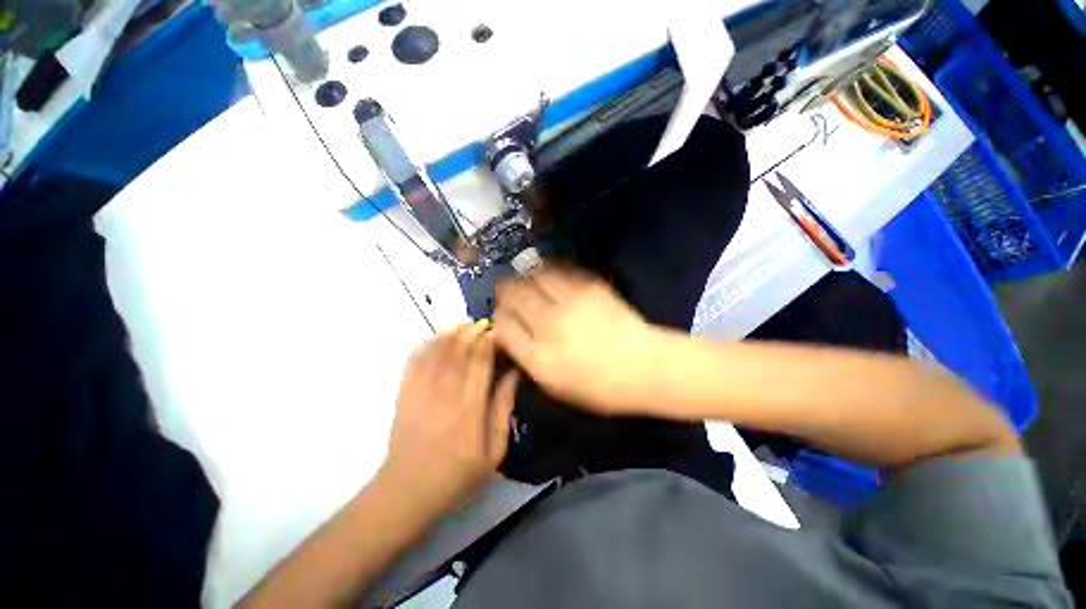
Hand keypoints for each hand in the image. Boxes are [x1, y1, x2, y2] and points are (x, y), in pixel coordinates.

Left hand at [383, 322, 518, 514]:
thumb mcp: (494, 451)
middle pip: (460, 349)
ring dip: (452, 332)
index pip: (482, 360)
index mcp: (471, 406)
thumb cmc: (457, 475)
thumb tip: (514, 375)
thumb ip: (503, 409)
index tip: (498, 331)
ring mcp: (421, 390)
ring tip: (464, 323)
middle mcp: (446, 392)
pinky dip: (425, 344)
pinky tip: (435, 337)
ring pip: (438, 349)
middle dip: (473, 331)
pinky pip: (414, 359)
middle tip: (484, 323)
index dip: (490, 340)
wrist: (407, 492)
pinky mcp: (404, 393)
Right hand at [493, 267, 659, 413]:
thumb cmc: (602, 388)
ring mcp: (570, 303)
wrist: (646, 367)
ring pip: (533, 278)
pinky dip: (548, 270)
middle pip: (513, 297)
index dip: (498, 319)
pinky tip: (547, 273)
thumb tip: (514, 339)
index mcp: (539, 358)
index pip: (503, 328)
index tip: (502, 317)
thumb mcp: (558, 388)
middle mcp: (549, 326)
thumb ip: (531, 363)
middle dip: (505, 292)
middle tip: (507, 291)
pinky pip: (559, 270)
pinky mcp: (589, 287)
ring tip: (525, 280)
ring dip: (524, 277)